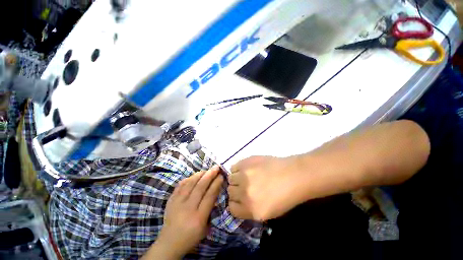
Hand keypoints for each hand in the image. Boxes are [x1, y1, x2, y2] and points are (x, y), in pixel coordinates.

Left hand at [143, 166, 223, 259]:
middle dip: (210, 175)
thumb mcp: (205, 227)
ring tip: (207, 170)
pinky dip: (189, 178)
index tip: (221, 175)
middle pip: (200, 187)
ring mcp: (177, 203)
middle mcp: (188, 208)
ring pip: (190, 183)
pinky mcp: (171, 200)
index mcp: (199, 218)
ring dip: (200, 174)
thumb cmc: (191, 236)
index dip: (216, 183)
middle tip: (216, 167)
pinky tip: (195, 175)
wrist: (169, 243)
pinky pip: (181, 184)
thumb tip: (215, 190)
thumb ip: (211, 208)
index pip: (210, 195)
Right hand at [228, 156, 303, 220]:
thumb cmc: (285, 196)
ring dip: (236, 179)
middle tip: (243, 186)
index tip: (239, 199)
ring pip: (230, 178)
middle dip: (235, 191)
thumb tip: (239, 201)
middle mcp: (244, 193)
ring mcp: (244, 175)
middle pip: (230, 192)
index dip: (235, 203)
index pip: (231, 208)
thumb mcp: (268, 212)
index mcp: (251, 209)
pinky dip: (237, 169)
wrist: (293, 175)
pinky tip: (246, 169)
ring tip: (245, 176)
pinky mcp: (246, 162)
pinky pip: (233, 167)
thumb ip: (250, 209)